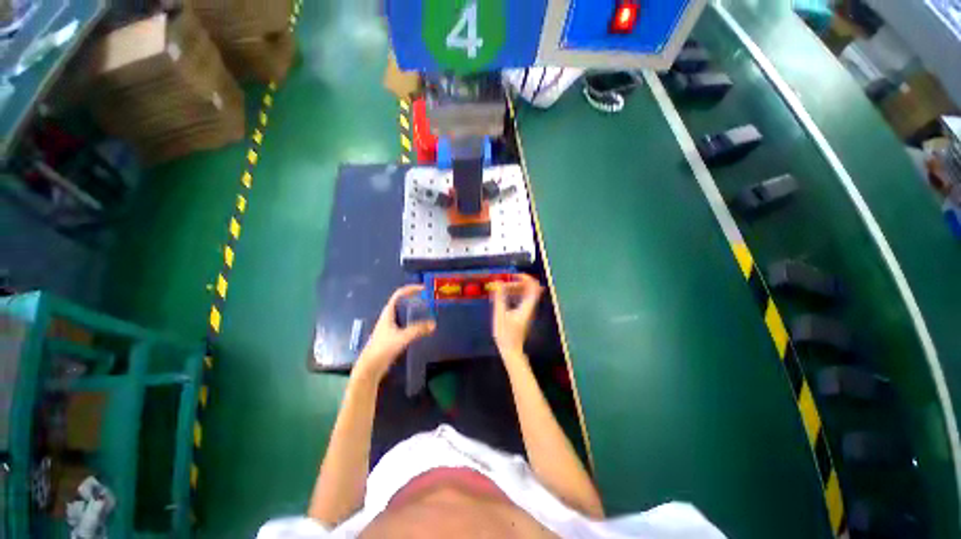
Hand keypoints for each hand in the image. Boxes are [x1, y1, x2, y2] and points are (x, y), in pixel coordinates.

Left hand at [354, 285, 435, 381]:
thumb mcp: (402, 337)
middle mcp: (389, 317)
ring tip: (427, 310)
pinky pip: (405, 323)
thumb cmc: (383, 348)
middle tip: (428, 299)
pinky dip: (414, 321)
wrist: (370, 367)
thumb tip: (433, 324)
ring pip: (404, 313)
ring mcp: (390, 327)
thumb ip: (417, 330)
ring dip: (414, 310)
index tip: (423, 289)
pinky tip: (421, 326)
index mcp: (388, 313)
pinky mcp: (392, 336)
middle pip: (402, 302)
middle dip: (414, 298)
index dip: (410, 289)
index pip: (399, 294)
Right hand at [492, 273, 543, 359]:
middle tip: (503, 284)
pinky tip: (503, 298)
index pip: (533, 286)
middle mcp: (530, 307)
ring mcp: (528, 310)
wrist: (511, 351)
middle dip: (516, 283)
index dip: (525, 277)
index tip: (513, 275)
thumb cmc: (506, 334)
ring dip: (514, 288)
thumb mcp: (500, 315)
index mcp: (527, 306)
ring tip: (501, 290)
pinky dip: (514, 295)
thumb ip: (499, 297)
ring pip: (525, 294)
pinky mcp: (524, 314)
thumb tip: (498, 282)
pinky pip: (522, 299)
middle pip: (529, 288)